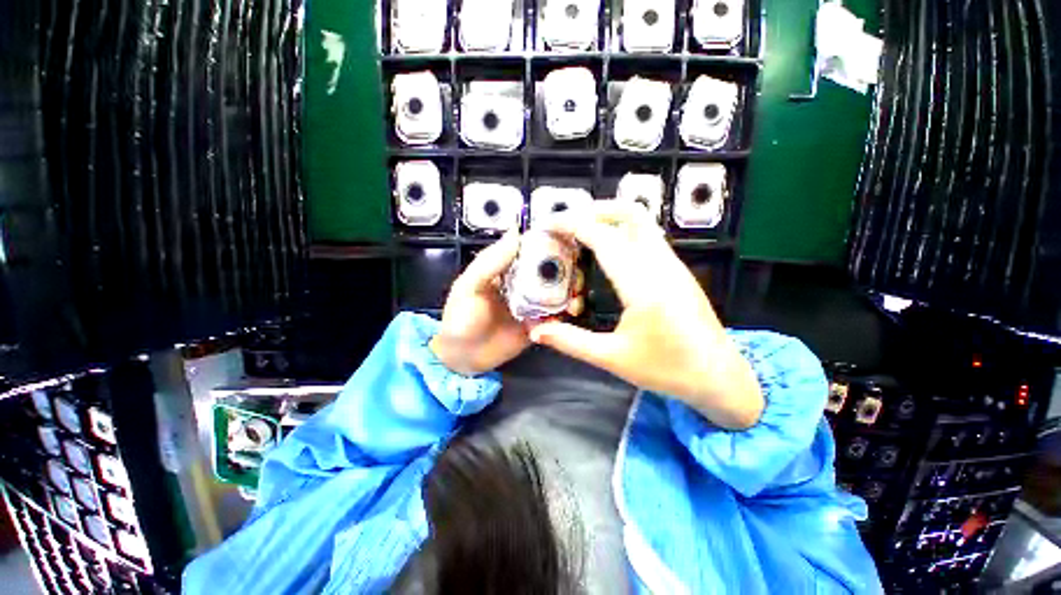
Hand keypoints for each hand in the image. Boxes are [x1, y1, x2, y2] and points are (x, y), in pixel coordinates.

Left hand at [430, 229, 583, 375]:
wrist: (463, 358)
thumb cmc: (460, 318)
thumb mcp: (468, 286)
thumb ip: (490, 262)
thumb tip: (516, 232)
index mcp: (506, 268)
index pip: (532, 248)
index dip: (551, 244)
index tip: (569, 244)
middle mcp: (523, 282)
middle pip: (552, 269)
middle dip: (568, 271)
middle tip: (577, 277)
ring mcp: (533, 303)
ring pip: (558, 291)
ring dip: (571, 293)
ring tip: (574, 300)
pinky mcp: (539, 322)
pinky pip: (557, 314)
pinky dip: (565, 314)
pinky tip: (567, 316)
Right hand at [529, 202, 763, 428]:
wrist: (720, 377)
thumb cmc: (667, 370)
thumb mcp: (612, 358)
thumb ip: (570, 342)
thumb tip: (536, 332)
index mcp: (643, 286)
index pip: (603, 237)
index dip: (572, 224)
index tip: (547, 224)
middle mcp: (660, 265)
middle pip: (629, 213)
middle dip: (593, 210)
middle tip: (565, 224)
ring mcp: (673, 264)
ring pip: (641, 221)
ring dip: (608, 218)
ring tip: (580, 234)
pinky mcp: (677, 270)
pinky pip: (647, 236)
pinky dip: (621, 231)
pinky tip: (606, 251)